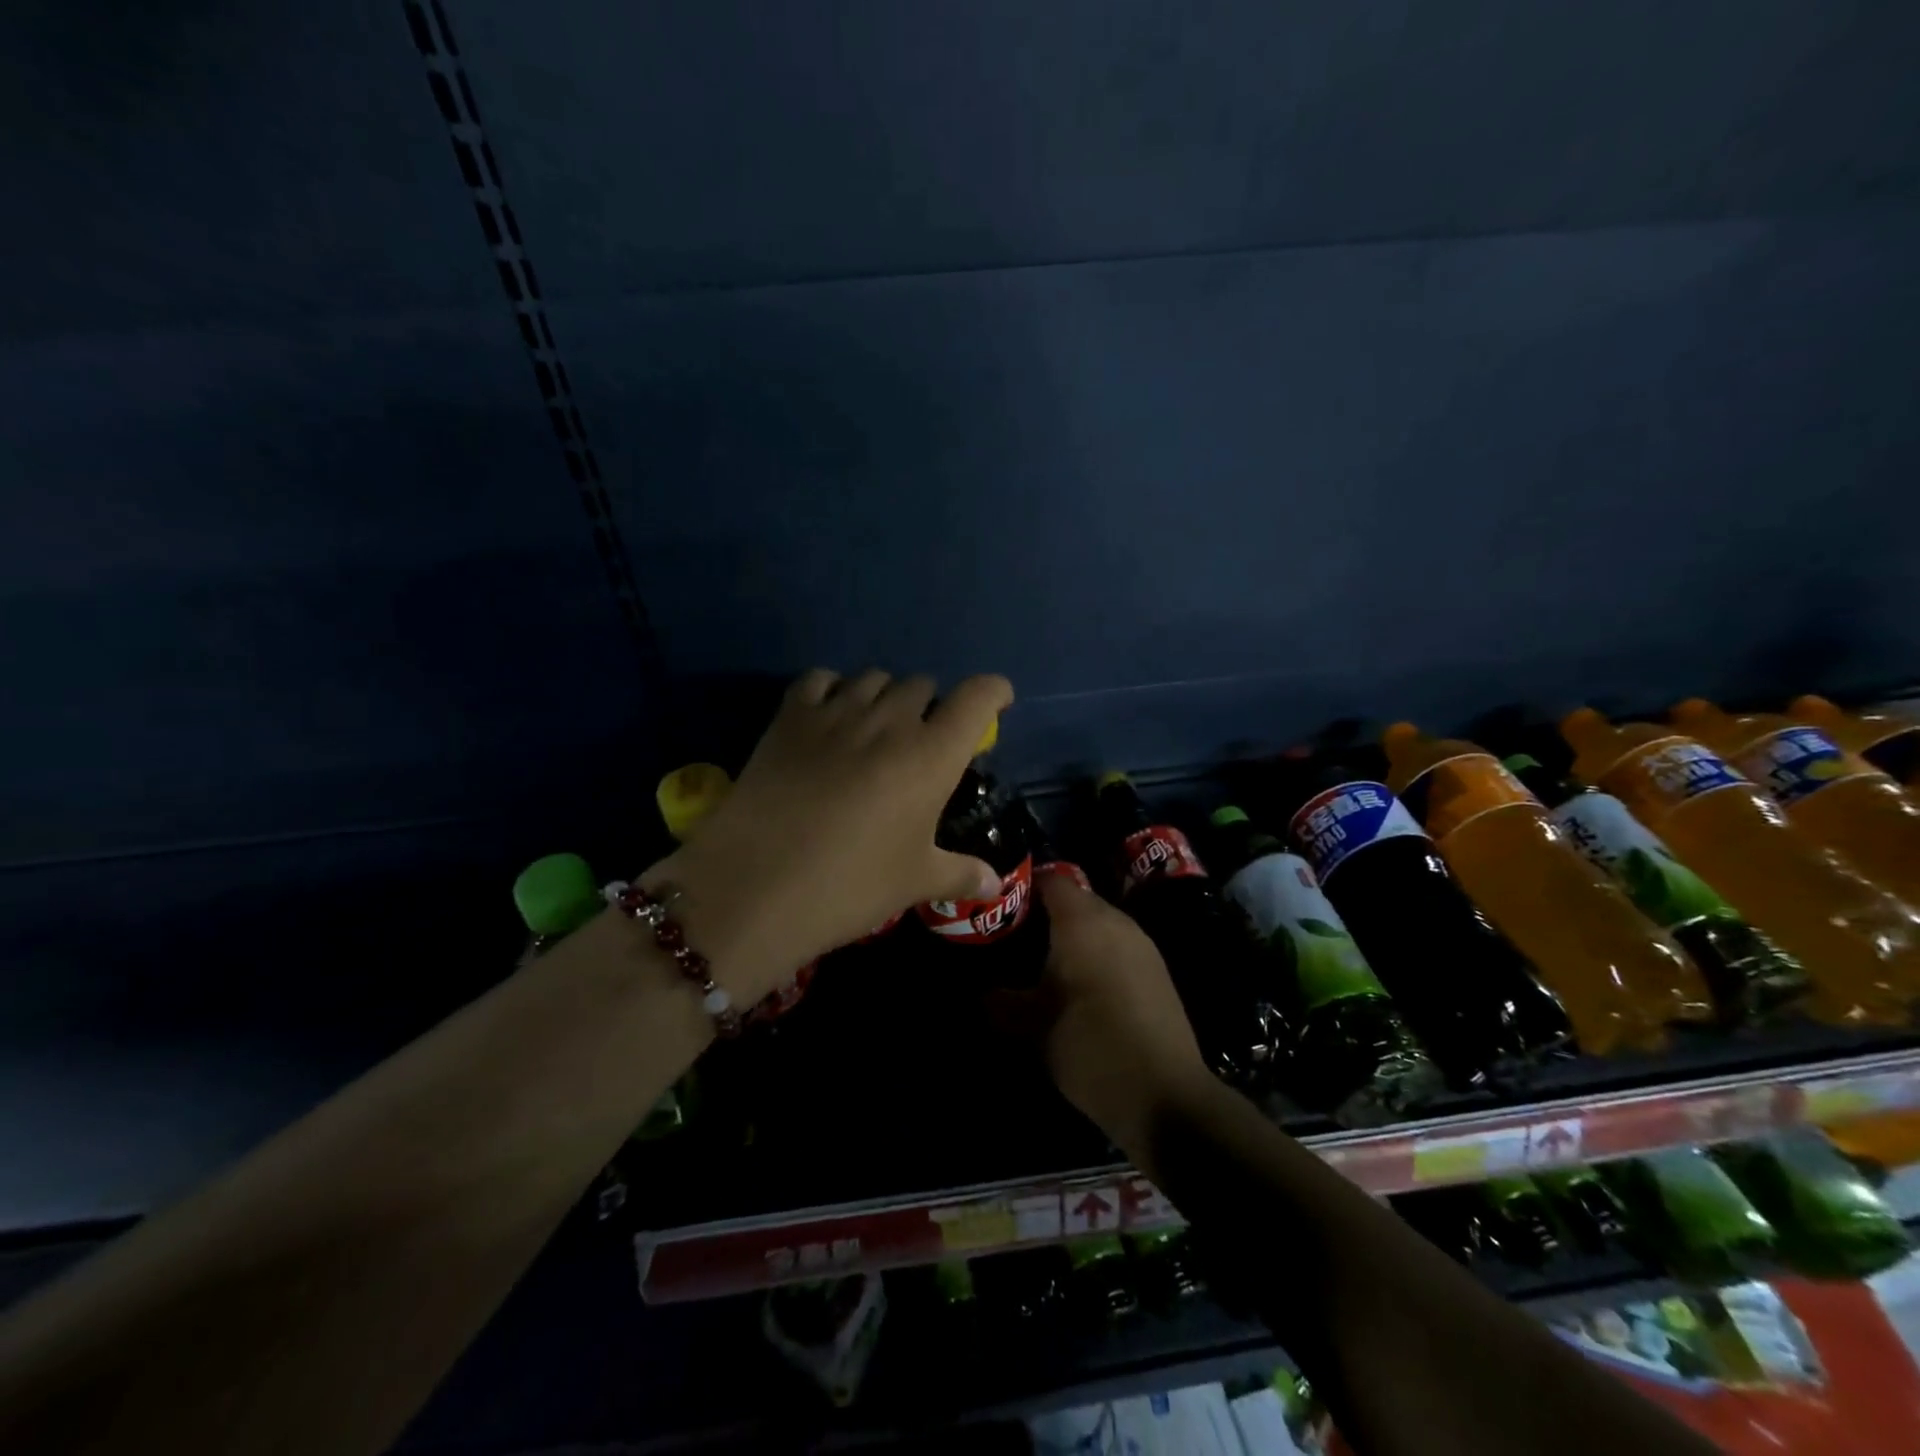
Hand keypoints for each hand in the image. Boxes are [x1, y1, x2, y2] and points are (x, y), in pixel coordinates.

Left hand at [642, 668, 1013, 1003]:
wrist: (756, 886)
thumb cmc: (851, 885)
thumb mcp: (913, 882)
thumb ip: (959, 874)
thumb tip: (993, 885)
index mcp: (932, 755)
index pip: (977, 697)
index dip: (994, 691)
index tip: (997, 701)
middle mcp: (890, 721)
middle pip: (923, 684)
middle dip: (930, 705)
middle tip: (921, 739)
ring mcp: (836, 713)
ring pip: (874, 677)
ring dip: (884, 696)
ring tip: (875, 727)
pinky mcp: (790, 717)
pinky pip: (820, 679)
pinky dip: (832, 689)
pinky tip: (828, 715)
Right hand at [1000, 870, 1214, 1150]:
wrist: (1166, 1095)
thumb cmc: (1091, 1048)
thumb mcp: (1034, 1028)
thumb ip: (1003, 1003)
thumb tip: (983, 993)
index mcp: (1082, 922)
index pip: (1049, 880)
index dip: (1022, 886)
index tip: (998, 905)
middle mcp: (1115, 921)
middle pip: (1075, 898)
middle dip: (1045, 912)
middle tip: (1014, 936)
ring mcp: (1141, 944)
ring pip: (1098, 921)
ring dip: (1073, 933)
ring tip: (1043, 960)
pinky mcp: (1157, 969)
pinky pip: (1117, 944)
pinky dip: (1096, 951)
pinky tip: (1080, 983)